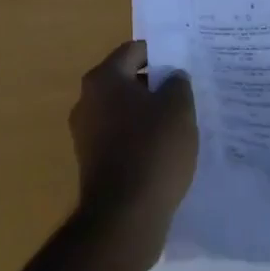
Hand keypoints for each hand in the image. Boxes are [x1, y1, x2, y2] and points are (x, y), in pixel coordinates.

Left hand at [69, 41, 197, 258]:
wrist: (124, 219)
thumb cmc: (152, 149)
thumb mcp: (179, 107)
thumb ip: (177, 82)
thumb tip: (172, 78)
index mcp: (104, 78)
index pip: (135, 51)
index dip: (162, 55)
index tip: (183, 66)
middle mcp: (87, 101)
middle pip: (127, 80)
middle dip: (154, 86)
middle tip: (184, 95)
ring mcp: (85, 135)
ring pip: (123, 111)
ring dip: (147, 115)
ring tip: (177, 126)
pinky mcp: (91, 165)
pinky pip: (120, 139)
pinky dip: (139, 141)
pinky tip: (162, 154)